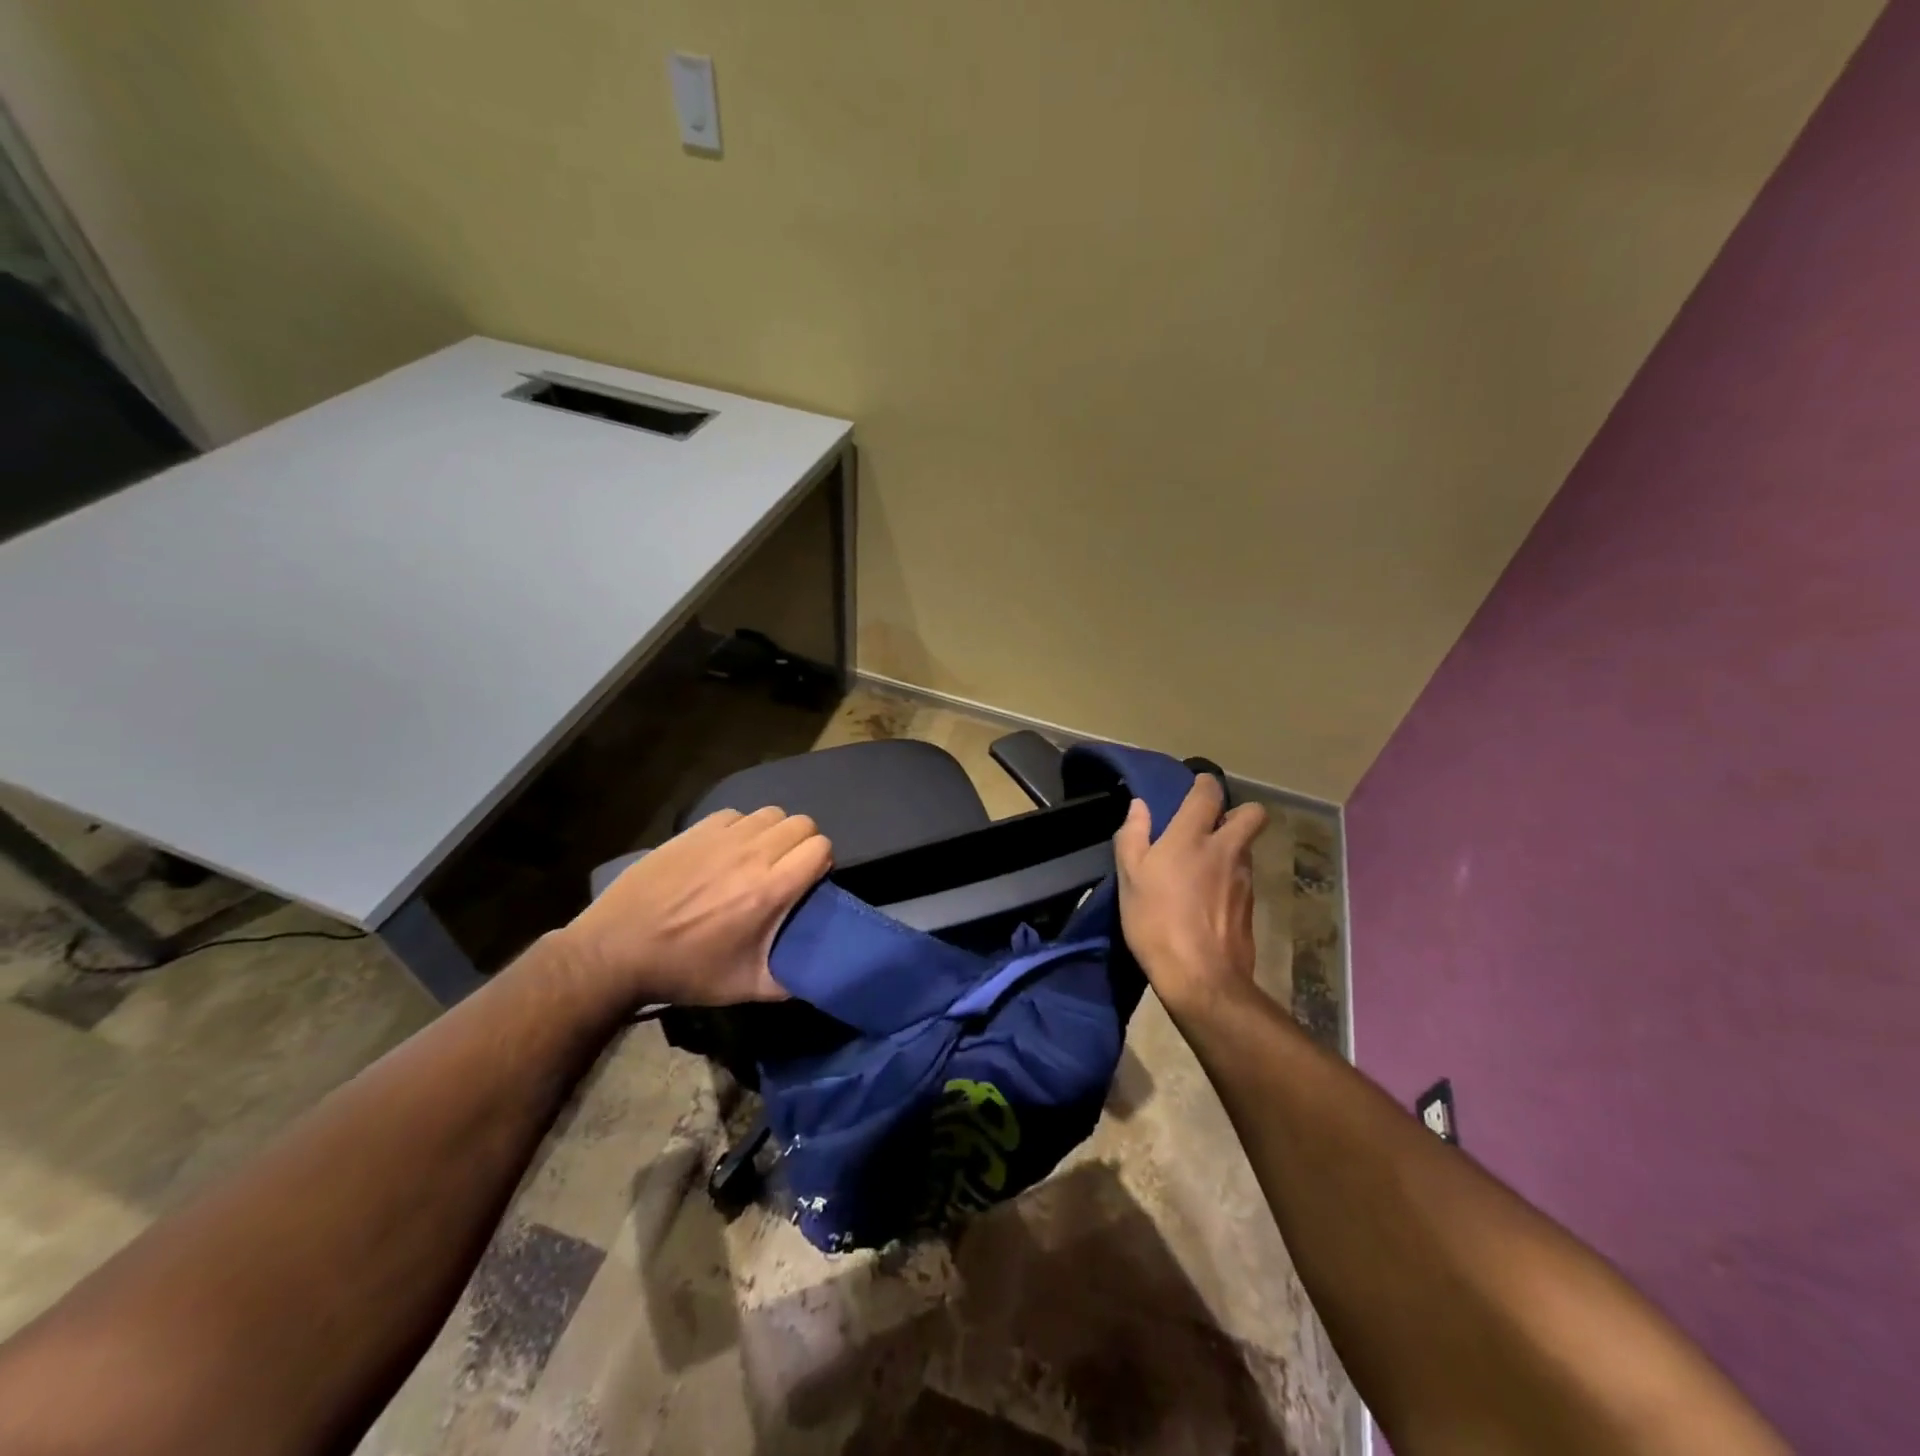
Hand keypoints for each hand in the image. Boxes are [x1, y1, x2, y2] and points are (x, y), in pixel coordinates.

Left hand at [556, 806, 832, 1011]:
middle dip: (802, 844)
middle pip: (802, 823)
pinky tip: (726, 852)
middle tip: (786, 870)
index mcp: (770, 890)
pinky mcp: (695, 830)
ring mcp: (721, 838)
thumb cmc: (685, 970)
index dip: (821, 863)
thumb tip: (821, 974)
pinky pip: (736, 814)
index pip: (821, 847)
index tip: (808, 883)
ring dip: (774, 833)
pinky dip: (741, 828)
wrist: (616, 951)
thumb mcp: (745, 987)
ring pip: (771, 813)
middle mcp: (752, 854)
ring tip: (758, 858)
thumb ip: (790, 980)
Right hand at [1113, 776, 1267, 1020]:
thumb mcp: (1130, 877)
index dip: (1204, 784)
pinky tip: (1207, 898)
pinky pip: (1242, 878)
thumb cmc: (1156, 921)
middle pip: (1252, 815)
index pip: (1209, 793)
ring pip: (1245, 848)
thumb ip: (1133, 835)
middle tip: (1210, 826)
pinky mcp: (1250, 907)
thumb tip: (1139, 806)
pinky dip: (1228, 879)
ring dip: (1229, 848)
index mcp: (1192, 837)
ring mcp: (1243, 879)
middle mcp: (1226, 850)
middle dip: (1236, 812)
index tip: (1194, 787)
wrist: (1201, 978)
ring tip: (1202, 868)